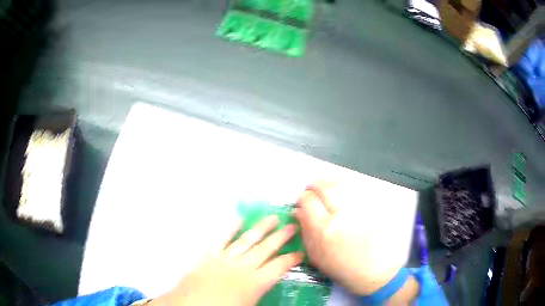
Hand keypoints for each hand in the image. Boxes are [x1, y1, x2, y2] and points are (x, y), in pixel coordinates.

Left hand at [151, 215, 303, 305]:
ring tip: (273, 218)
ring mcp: (225, 258)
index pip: (279, 267)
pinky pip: (221, 238)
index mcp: (255, 282)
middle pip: (266, 249)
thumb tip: (270, 286)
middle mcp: (243, 267)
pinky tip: (239, 219)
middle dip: (281, 237)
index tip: (300, 252)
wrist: (192, 305)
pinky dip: (230, 228)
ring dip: (261, 229)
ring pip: (247, 240)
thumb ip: (262, 295)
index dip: (291, 259)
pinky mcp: (209, 254)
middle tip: (292, 225)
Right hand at [295, 181, 405, 295]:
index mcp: (324, 230)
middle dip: (314, 185)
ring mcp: (360, 207)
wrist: (377, 270)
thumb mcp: (317, 256)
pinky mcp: (373, 205)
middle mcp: (342, 214)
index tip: (302, 203)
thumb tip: (298, 212)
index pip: (308, 201)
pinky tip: (343, 192)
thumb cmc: (343, 268)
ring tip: (326, 188)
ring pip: (340, 183)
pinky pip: (356, 188)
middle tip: (312, 190)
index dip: (302, 199)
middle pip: (324, 186)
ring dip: (329, 183)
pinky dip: (345, 186)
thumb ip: (305, 232)